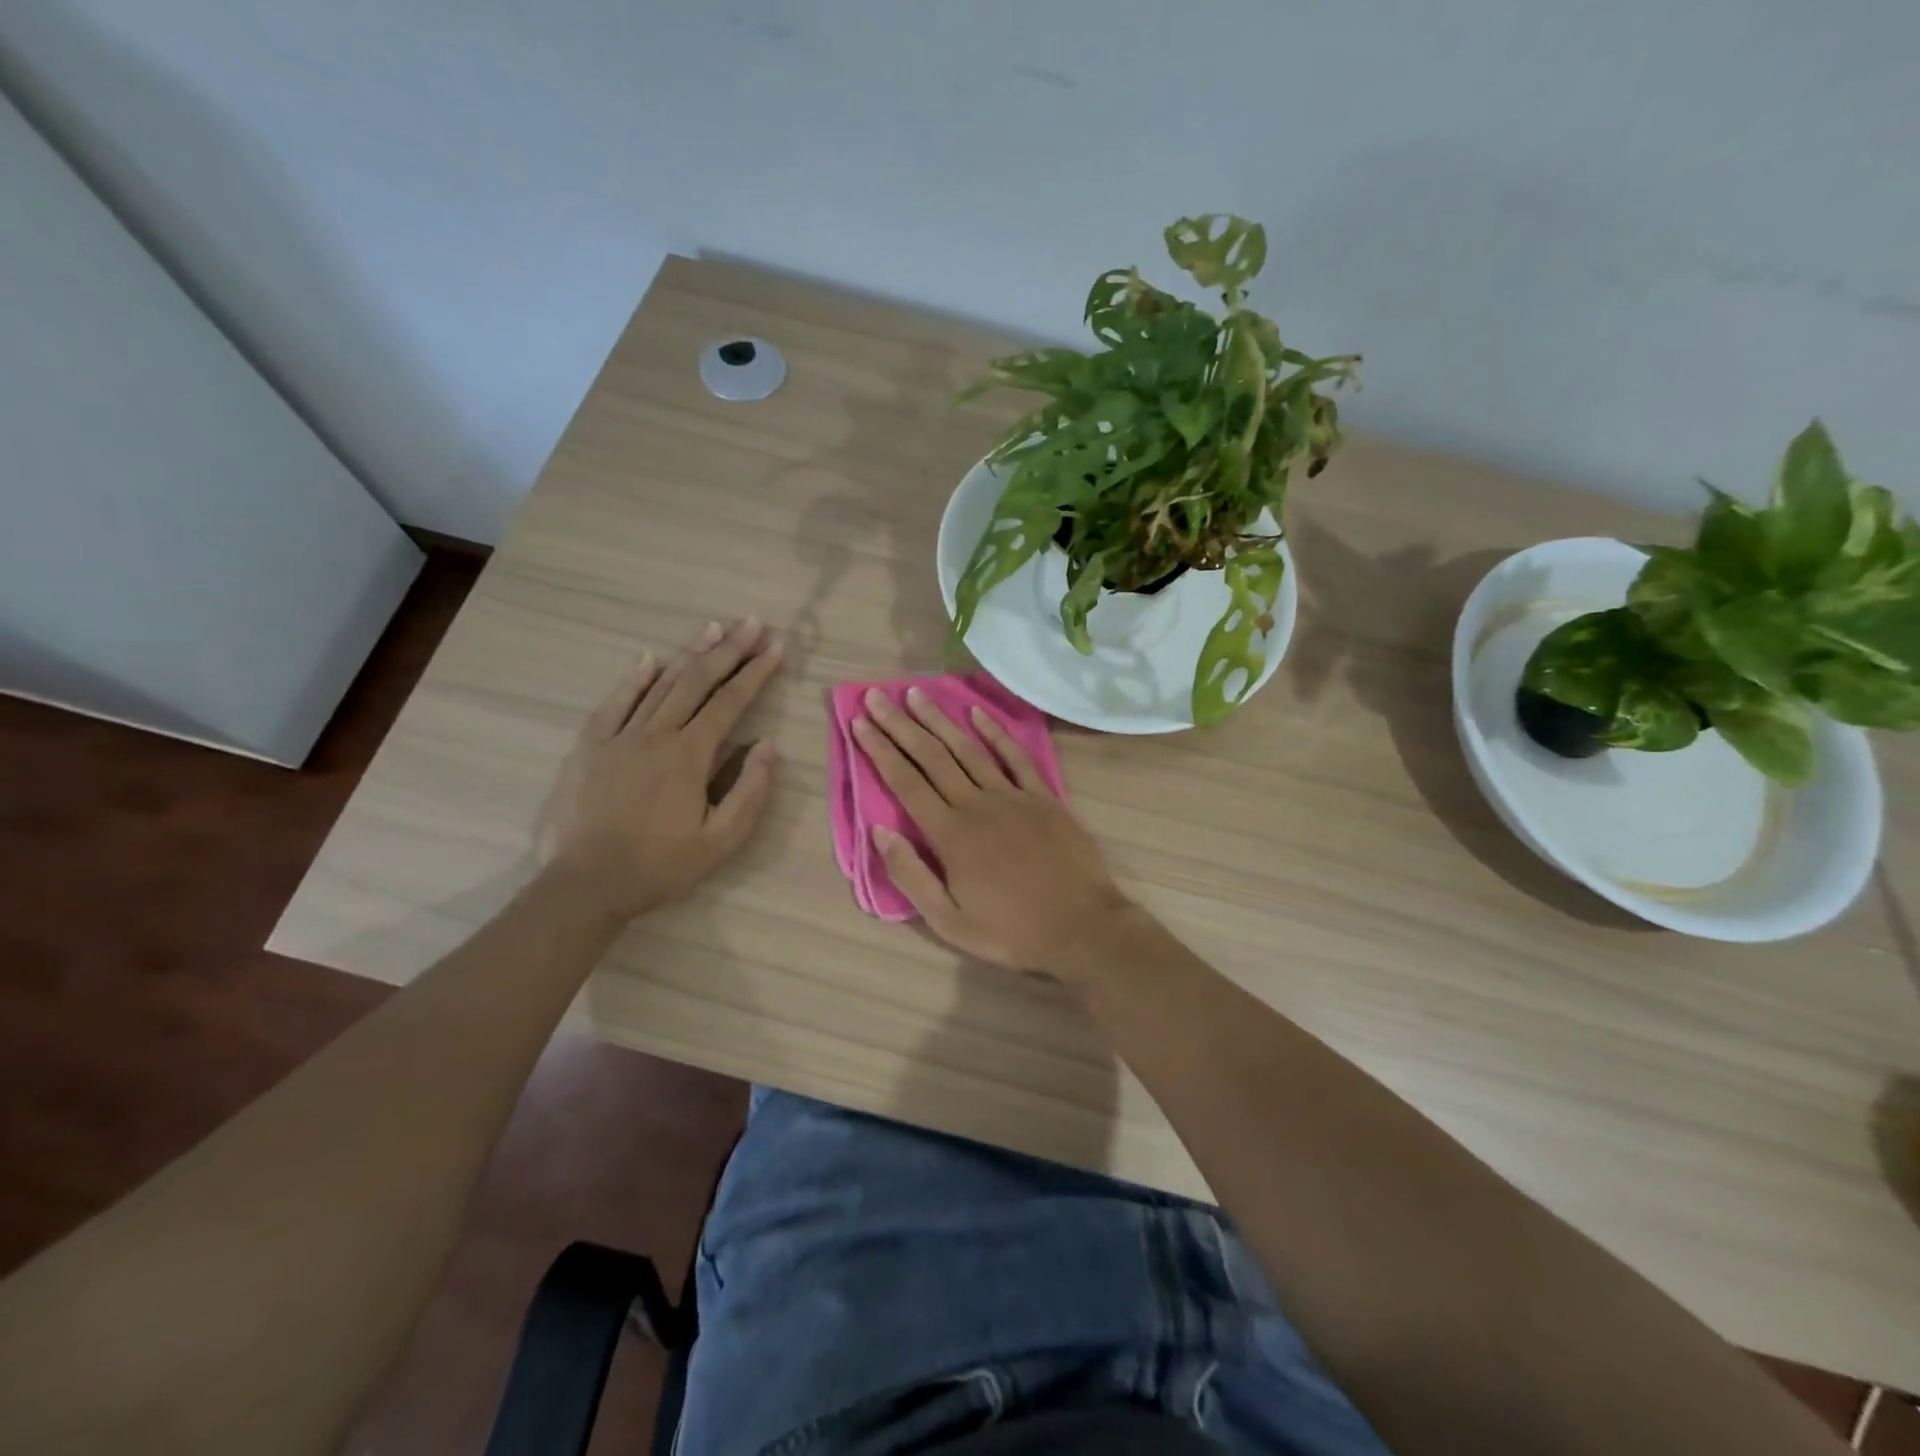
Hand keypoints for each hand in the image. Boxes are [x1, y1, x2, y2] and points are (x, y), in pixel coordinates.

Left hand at [543, 618, 782, 919]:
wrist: (586, 884)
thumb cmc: (660, 865)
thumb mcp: (721, 841)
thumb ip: (750, 791)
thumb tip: (768, 744)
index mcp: (690, 755)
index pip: (730, 703)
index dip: (755, 673)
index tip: (776, 647)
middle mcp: (656, 735)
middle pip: (697, 682)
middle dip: (729, 650)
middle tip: (752, 622)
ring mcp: (620, 737)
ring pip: (660, 685)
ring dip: (690, 655)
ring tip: (713, 628)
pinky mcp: (591, 747)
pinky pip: (614, 704)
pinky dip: (633, 679)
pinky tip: (648, 660)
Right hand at [851, 686, 1132, 978]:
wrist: (1083, 927)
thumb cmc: (1012, 931)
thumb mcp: (950, 922)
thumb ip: (911, 875)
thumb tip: (878, 831)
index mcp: (951, 835)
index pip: (906, 782)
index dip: (880, 750)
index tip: (860, 723)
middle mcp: (977, 805)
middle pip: (932, 757)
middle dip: (900, 725)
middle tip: (876, 696)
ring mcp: (1013, 796)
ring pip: (968, 749)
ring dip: (939, 720)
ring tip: (916, 694)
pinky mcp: (1043, 797)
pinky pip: (1015, 756)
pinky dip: (995, 732)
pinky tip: (976, 713)